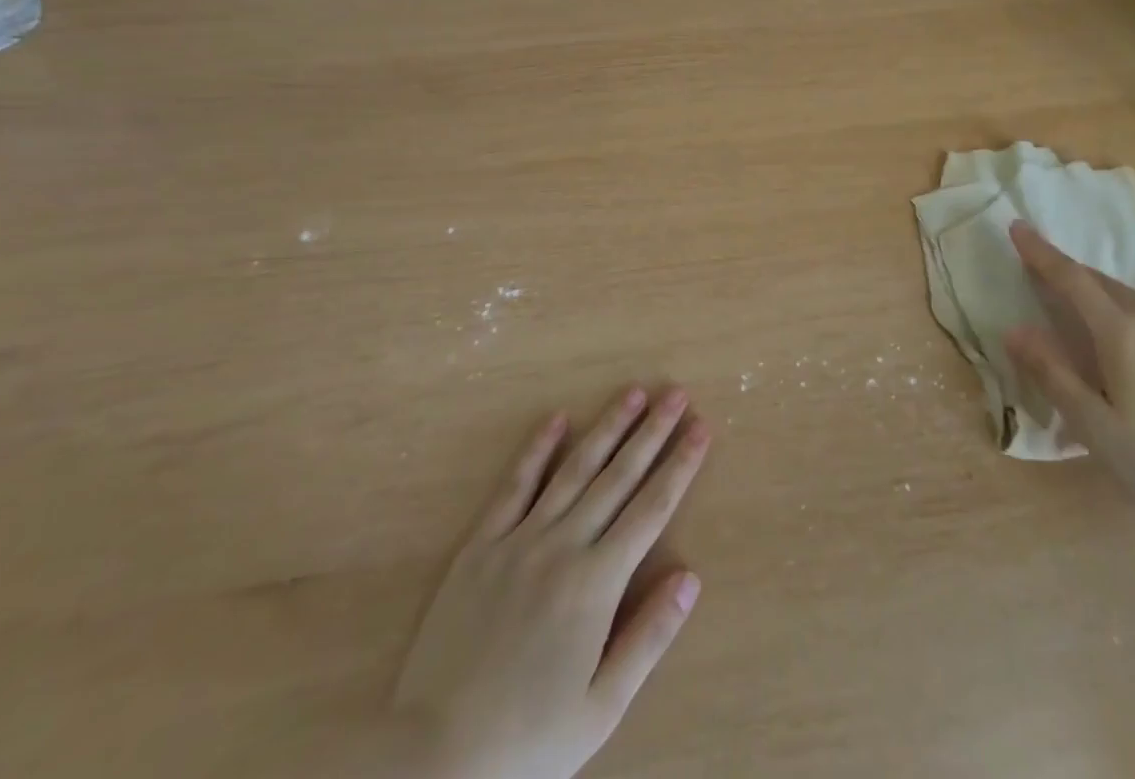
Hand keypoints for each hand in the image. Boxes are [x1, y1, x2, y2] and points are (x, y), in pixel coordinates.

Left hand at [400, 387, 710, 778]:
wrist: (434, 759)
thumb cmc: (529, 741)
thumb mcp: (602, 707)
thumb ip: (648, 637)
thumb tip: (690, 577)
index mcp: (596, 584)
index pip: (651, 509)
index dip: (680, 466)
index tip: (701, 428)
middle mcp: (562, 547)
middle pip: (617, 477)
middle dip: (651, 432)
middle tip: (676, 393)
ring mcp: (519, 540)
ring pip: (573, 470)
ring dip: (606, 428)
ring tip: (632, 393)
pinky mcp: (480, 545)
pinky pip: (514, 486)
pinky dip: (537, 450)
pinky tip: (556, 419)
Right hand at [1003, 221, 1134, 523]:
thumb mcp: (1094, 427)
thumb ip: (1051, 373)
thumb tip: (1015, 330)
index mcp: (1125, 332)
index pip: (1072, 278)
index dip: (1042, 252)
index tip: (1019, 227)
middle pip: (1112, 288)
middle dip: (1085, 288)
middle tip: (1068, 302)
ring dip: (1132, 317)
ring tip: (1132, 358)